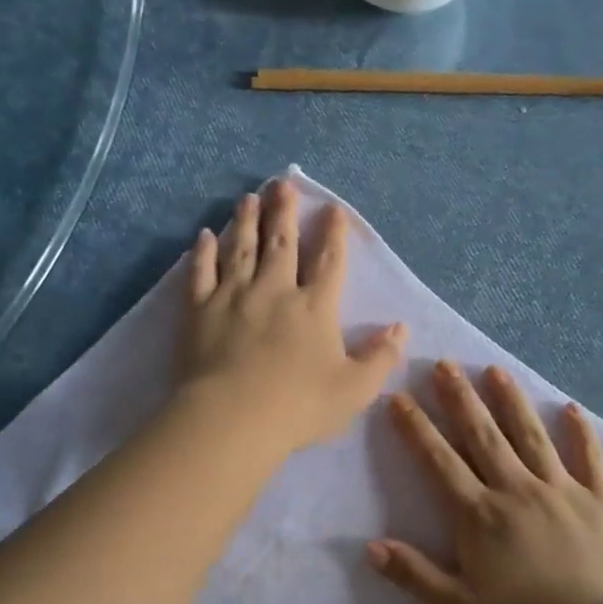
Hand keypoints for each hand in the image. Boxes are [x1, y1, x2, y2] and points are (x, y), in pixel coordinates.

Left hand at [178, 181, 406, 456]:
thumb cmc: (299, 406)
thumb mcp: (355, 389)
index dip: (334, 234)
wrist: (233, 419)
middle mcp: (275, 290)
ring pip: (241, 248)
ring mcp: (233, 296)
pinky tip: (204, 236)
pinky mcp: (199, 311)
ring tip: (248, 197)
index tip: (334, 209)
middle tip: (282, 184)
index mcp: (315, 307)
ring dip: (246, 221)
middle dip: (284, 212)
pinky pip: (201, 273)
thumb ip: (381, 357)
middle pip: (281, 243)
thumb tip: (402, 327)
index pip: (329, 262)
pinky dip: (203, 252)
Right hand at [367, 361, 602, 603]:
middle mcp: (516, 489)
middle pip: (483, 435)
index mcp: (479, 515)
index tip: (399, 397)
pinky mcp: (598, 499)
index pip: (439, 461)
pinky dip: (580, 432)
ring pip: (531, 435)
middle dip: (460, 398)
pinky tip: (571, 408)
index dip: (416, 428)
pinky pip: (588, 458)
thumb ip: (413, 576)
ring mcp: (560, 489)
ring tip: (496, 370)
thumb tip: (369, 547)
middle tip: (445, 365)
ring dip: (511, 401)